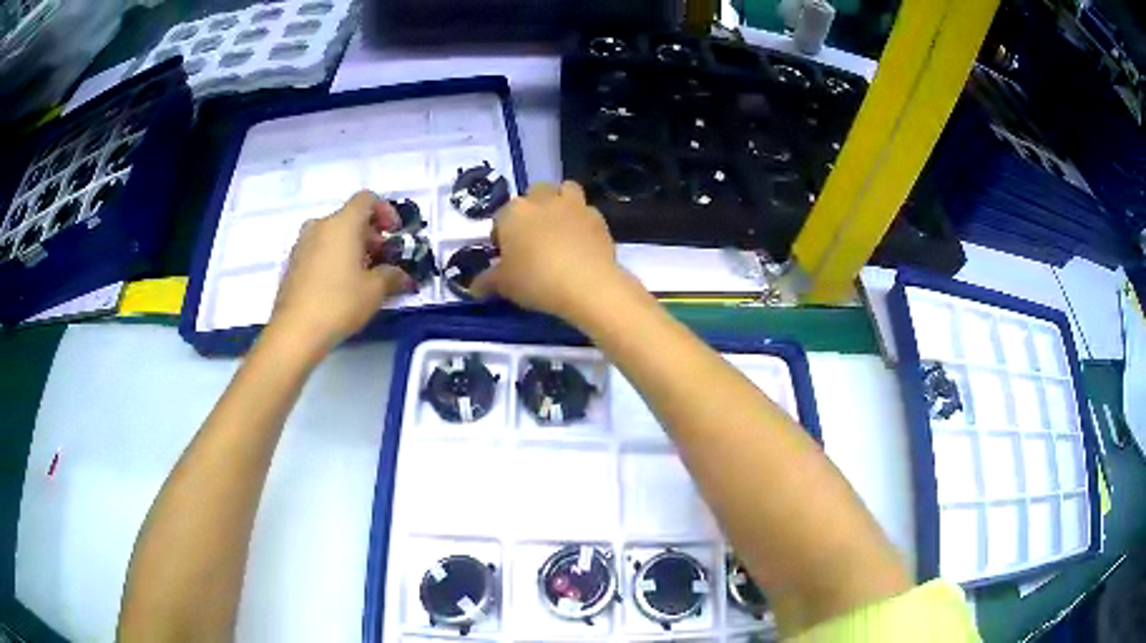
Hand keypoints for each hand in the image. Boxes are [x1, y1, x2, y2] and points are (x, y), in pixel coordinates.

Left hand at [269, 191, 413, 352]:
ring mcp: (302, 243)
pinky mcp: (292, 263)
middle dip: (370, 235)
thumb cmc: (339, 303)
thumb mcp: (375, 291)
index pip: (366, 199)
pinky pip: (319, 249)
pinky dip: (333, 258)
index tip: (394, 234)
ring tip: (361, 275)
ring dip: (350, 247)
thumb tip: (402, 275)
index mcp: (342, 223)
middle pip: (350, 217)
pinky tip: (339, 286)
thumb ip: (393, 275)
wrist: (295, 331)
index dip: (385, 211)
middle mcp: (320, 225)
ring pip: (333, 234)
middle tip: (382, 261)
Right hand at [472, 181, 624, 321]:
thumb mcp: (503, 285)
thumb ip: (486, 282)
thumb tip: (474, 287)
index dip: (502, 236)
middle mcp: (543, 200)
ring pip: (565, 190)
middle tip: (532, 237)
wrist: (587, 284)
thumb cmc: (536, 280)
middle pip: (534, 194)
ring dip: (560, 202)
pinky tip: (581, 242)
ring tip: (559, 228)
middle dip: (532, 209)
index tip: (506, 255)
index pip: (501, 217)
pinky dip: (582, 221)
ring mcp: (573, 205)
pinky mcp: (598, 217)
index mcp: (514, 212)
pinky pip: (586, 211)